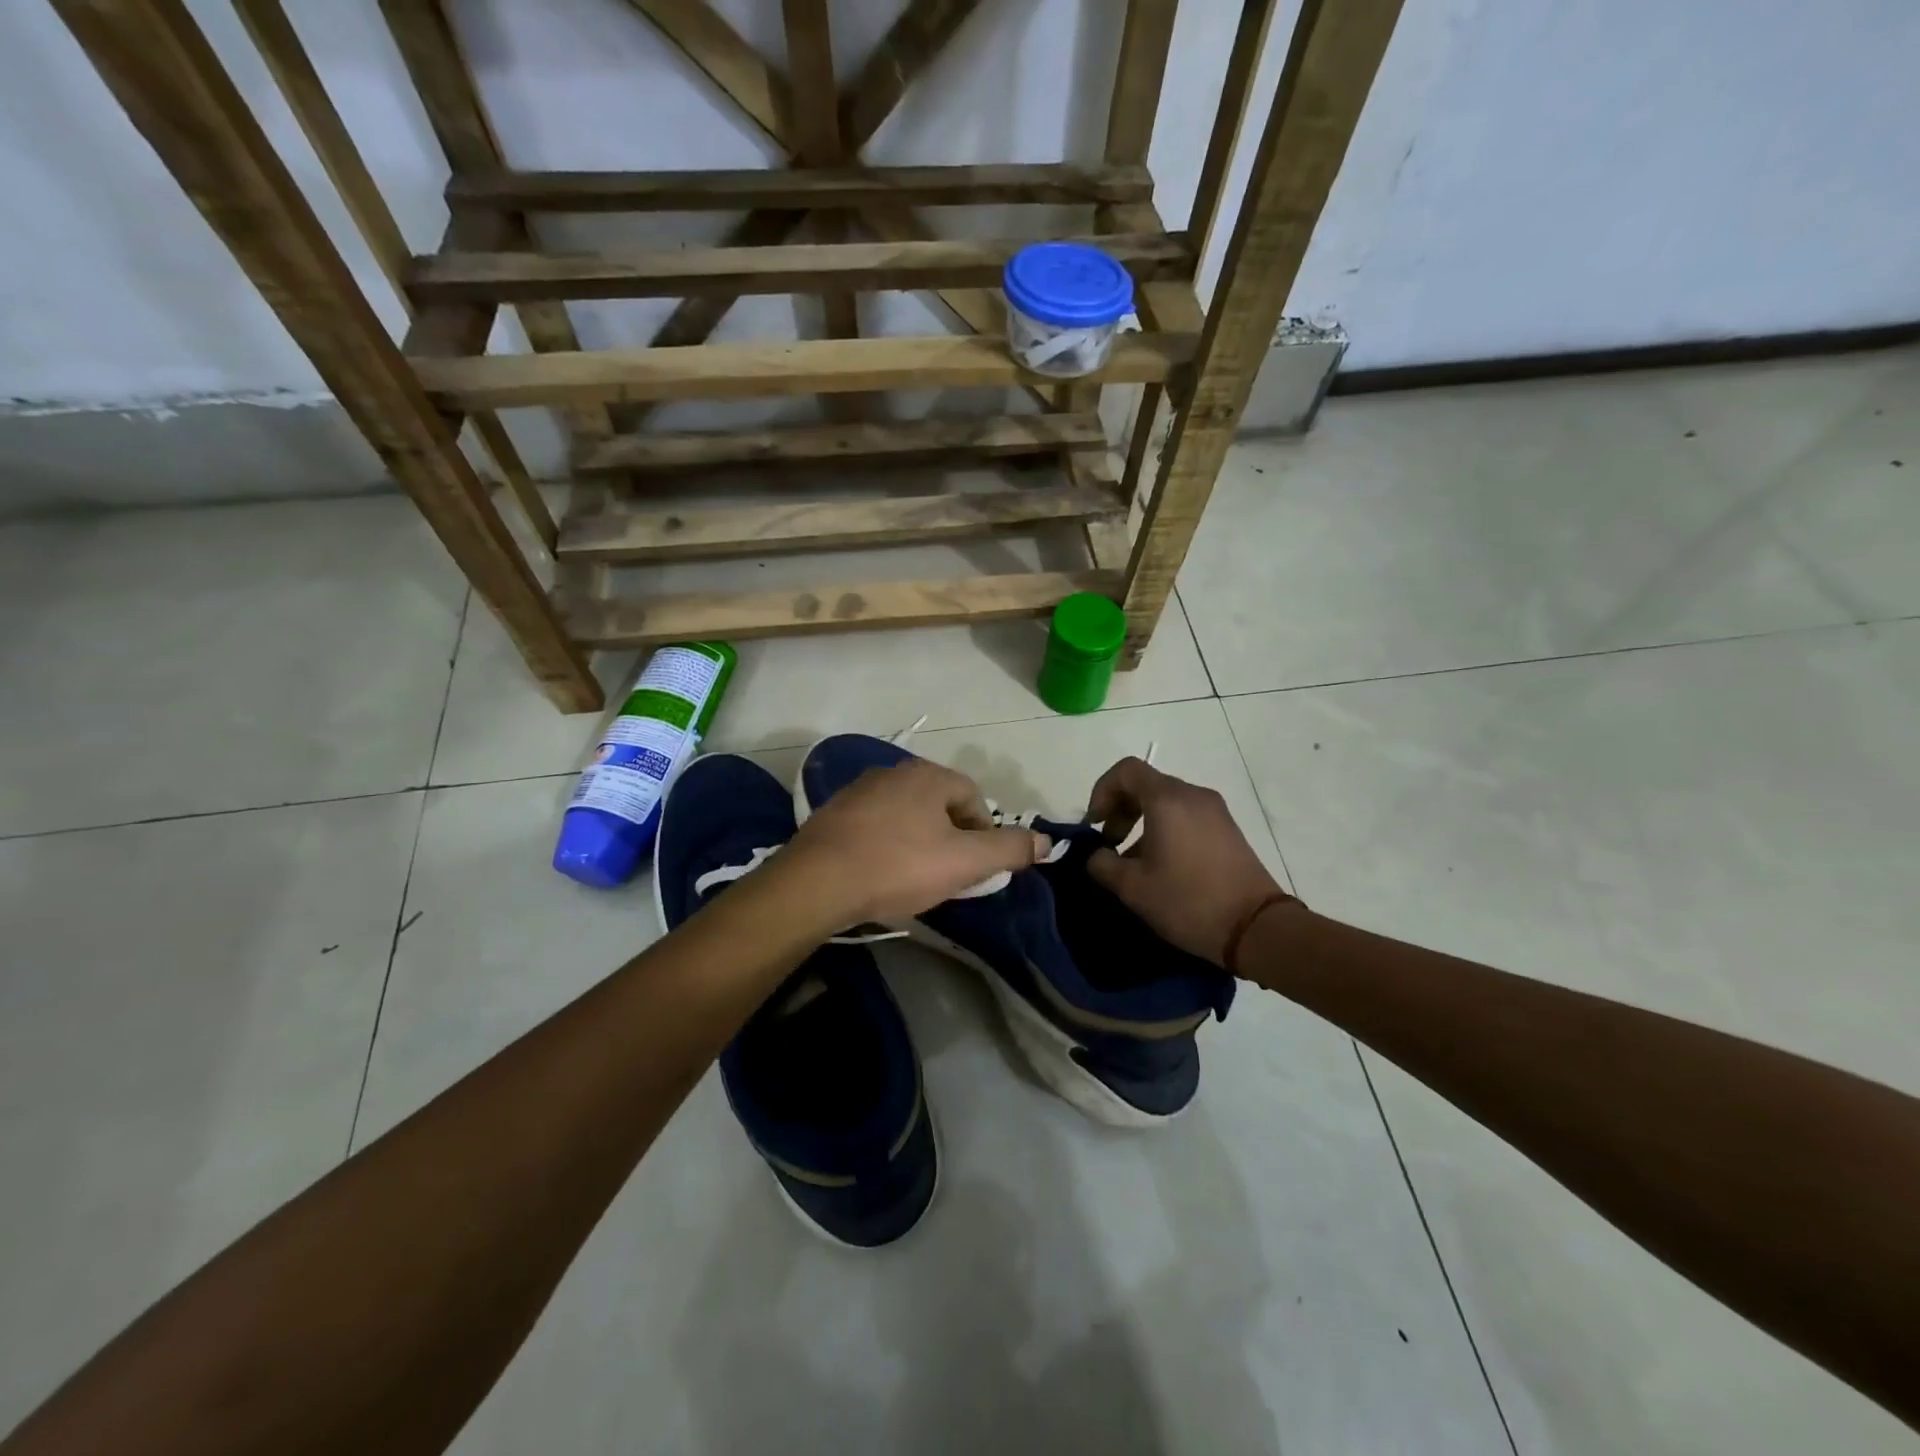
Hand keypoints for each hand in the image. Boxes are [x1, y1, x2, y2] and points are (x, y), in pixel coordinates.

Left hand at [785, 758, 1049, 925]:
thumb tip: (1047, 841)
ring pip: (906, 814)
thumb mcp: (965, 862)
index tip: (977, 867)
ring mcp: (859, 789)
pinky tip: (880, 871)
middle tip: (949, 874)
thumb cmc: (899, 866)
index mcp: (929, 775)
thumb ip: (1009, 849)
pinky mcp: (833, 812)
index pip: (973, 797)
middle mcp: (894, 771)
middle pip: (939, 804)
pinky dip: (886, 843)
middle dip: (951, 837)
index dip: (984, 832)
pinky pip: (875, 824)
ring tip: (914, 876)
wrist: (817, 881)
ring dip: (918, 840)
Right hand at [1086, 757, 1290, 966]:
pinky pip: (1186, 816)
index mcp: (1168, 800)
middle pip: (1146, 784)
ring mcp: (1215, 811)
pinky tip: (1161, 865)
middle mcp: (1193, 795)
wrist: (1256, 928)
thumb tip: (1097, 855)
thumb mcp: (1132, 887)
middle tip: (1109, 843)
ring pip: (1166, 801)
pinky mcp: (1228, 830)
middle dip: (1120, 808)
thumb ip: (1102, 864)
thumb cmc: (1188, 901)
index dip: (1102, 791)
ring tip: (1132, 860)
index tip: (1095, 824)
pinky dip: (1165, 828)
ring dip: (1141, 821)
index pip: (1126, 771)